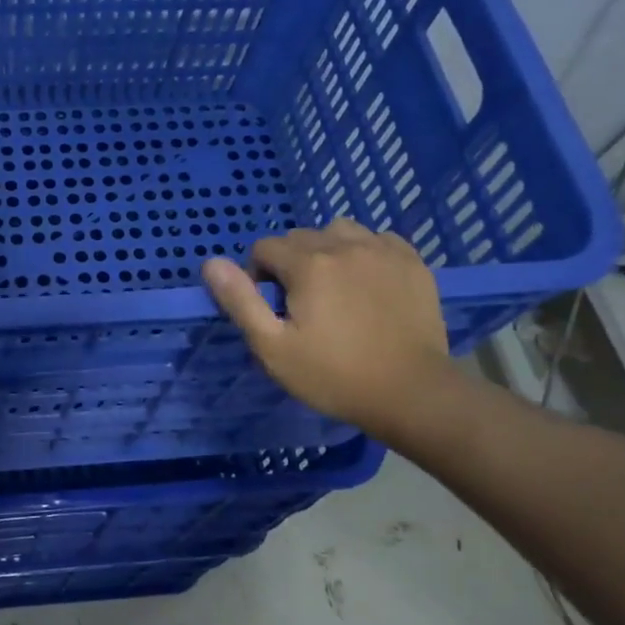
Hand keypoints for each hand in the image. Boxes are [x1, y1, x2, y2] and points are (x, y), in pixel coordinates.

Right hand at [202, 223, 450, 438]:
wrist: (411, 393)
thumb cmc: (333, 375)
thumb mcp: (272, 347)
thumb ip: (240, 301)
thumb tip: (211, 263)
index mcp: (308, 264)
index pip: (265, 248)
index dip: (258, 275)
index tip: (270, 308)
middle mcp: (345, 245)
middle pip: (300, 237)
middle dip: (290, 263)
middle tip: (299, 305)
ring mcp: (383, 250)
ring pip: (339, 231)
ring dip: (326, 250)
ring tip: (332, 287)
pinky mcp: (413, 262)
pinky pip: (377, 239)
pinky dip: (364, 252)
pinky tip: (366, 282)